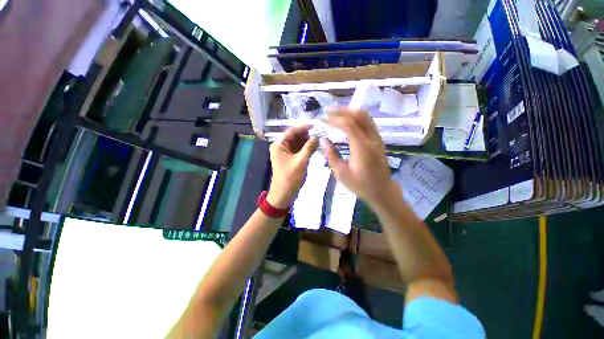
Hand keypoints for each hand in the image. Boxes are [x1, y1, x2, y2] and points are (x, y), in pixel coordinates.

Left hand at [267, 125, 318, 208]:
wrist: (284, 194)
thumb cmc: (290, 177)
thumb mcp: (301, 161)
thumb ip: (309, 147)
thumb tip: (318, 136)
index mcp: (279, 144)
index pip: (292, 131)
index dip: (304, 127)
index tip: (317, 125)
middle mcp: (281, 146)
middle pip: (295, 136)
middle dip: (307, 135)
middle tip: (321, 133)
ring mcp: (285, 152)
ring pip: (298, 143)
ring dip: (307, 141)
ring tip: (320, 139)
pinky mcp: (290, 158)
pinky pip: (298, 149)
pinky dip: (306, 148)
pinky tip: (315, 146)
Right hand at [321, 107, 398, 207]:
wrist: (382, 191)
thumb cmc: (360, 185)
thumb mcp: (341, 173)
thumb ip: (331, 155)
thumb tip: (323, 140)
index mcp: (362, 147)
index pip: (348, 124)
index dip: (334, 118)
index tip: (323, 118)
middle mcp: (372, 139)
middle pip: (359, 115)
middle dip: (342, 111)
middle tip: (328, 112)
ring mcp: (377, 139)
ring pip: (365, 117)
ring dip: (350, 112)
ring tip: (336, 115)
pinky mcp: (378, 141)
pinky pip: (368, 123)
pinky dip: (356, 118)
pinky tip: (347, 122)